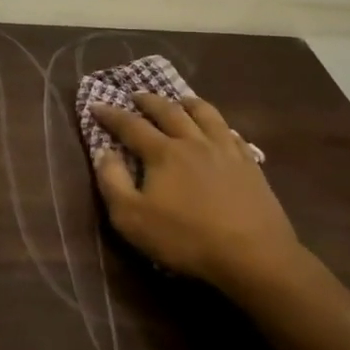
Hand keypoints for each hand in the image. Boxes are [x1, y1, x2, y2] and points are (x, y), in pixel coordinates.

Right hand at [89, 93, 308, 303]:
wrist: (253, 254)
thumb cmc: (186, 238)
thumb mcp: (132, 218)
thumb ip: (113, 182)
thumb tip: (103, 152)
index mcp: (163, 153)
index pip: (131, 125)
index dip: (111, 114)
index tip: (96, 105)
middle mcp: (193, 141)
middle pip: (168, 111)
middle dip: (149, 101)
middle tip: (136, 95)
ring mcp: (225, 150)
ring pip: (205, 115)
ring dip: (188, 103)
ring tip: (180, 100)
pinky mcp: (250, 165)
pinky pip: (233, 134)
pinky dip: (221, 126)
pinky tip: (221, 131)